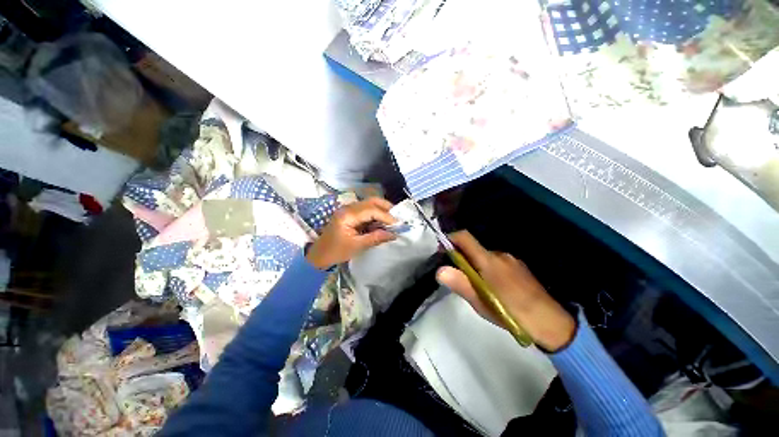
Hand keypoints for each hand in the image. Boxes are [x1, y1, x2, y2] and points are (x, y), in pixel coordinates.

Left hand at [306, 198, 396, 269]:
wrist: (319, 255)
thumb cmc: (336, 252)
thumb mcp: (357, 246)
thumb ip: (376, 238)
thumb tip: (394, 234)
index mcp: (348, 215)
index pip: (371, 210)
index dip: (386, 216)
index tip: (398, 224)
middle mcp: (348, 208)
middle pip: (371, 201)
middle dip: (386, 208)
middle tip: (397, 218)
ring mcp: (348, 210)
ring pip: (369, 204)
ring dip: (382, 210)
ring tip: (392, 220)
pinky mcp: (350, 214)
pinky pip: (366, 210)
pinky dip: (375, 215)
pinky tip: (382, 222)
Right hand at [436, 231, 575, 351]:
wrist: (551, 322)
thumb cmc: (511, 312)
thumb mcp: (481, 301)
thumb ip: (460, 283)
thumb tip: (440, 270)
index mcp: (488, 260)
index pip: (464, 237)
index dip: (450, 239)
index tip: (442, 251)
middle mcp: (499, 254)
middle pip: (473, 248)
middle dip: (462, 259)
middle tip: (459, 279)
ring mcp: (511, 260)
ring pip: (485, 257)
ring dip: (476, 266)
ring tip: (478, 288)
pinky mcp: (519, 267)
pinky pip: (496, 263)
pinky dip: (488, 270)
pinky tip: (495, 289)